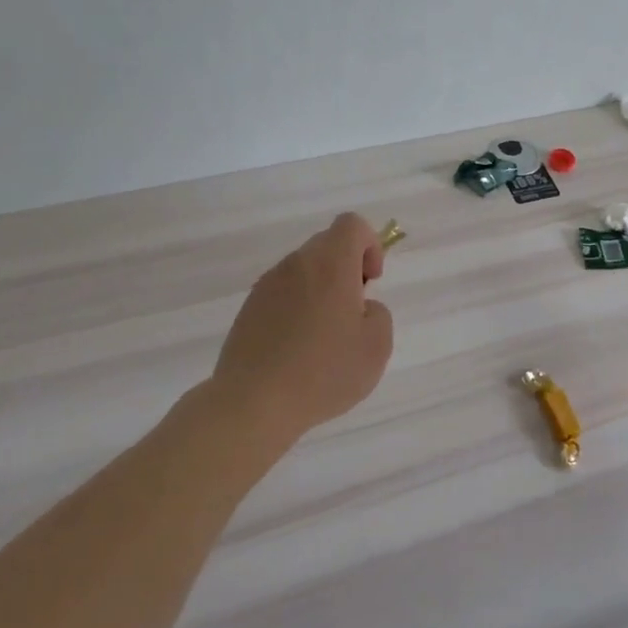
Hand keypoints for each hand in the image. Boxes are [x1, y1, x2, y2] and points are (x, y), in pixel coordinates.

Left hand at [212, 213, 394, 441]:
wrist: (254, 403)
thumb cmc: (324, 372)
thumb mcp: (376, 346)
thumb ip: (378, 314)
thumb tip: (359, 307)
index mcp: (329, 264)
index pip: (351, 224)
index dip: (370, 245)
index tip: (371, 282)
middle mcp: (296, 265)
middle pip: (327, 245)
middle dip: (347, 268)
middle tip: (353, 312)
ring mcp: (267, 285)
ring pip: (303, 270)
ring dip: (321, 290)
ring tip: (325, 337)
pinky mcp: (248, 309)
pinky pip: (282, 294)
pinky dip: (297, 308)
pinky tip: (298, 349)